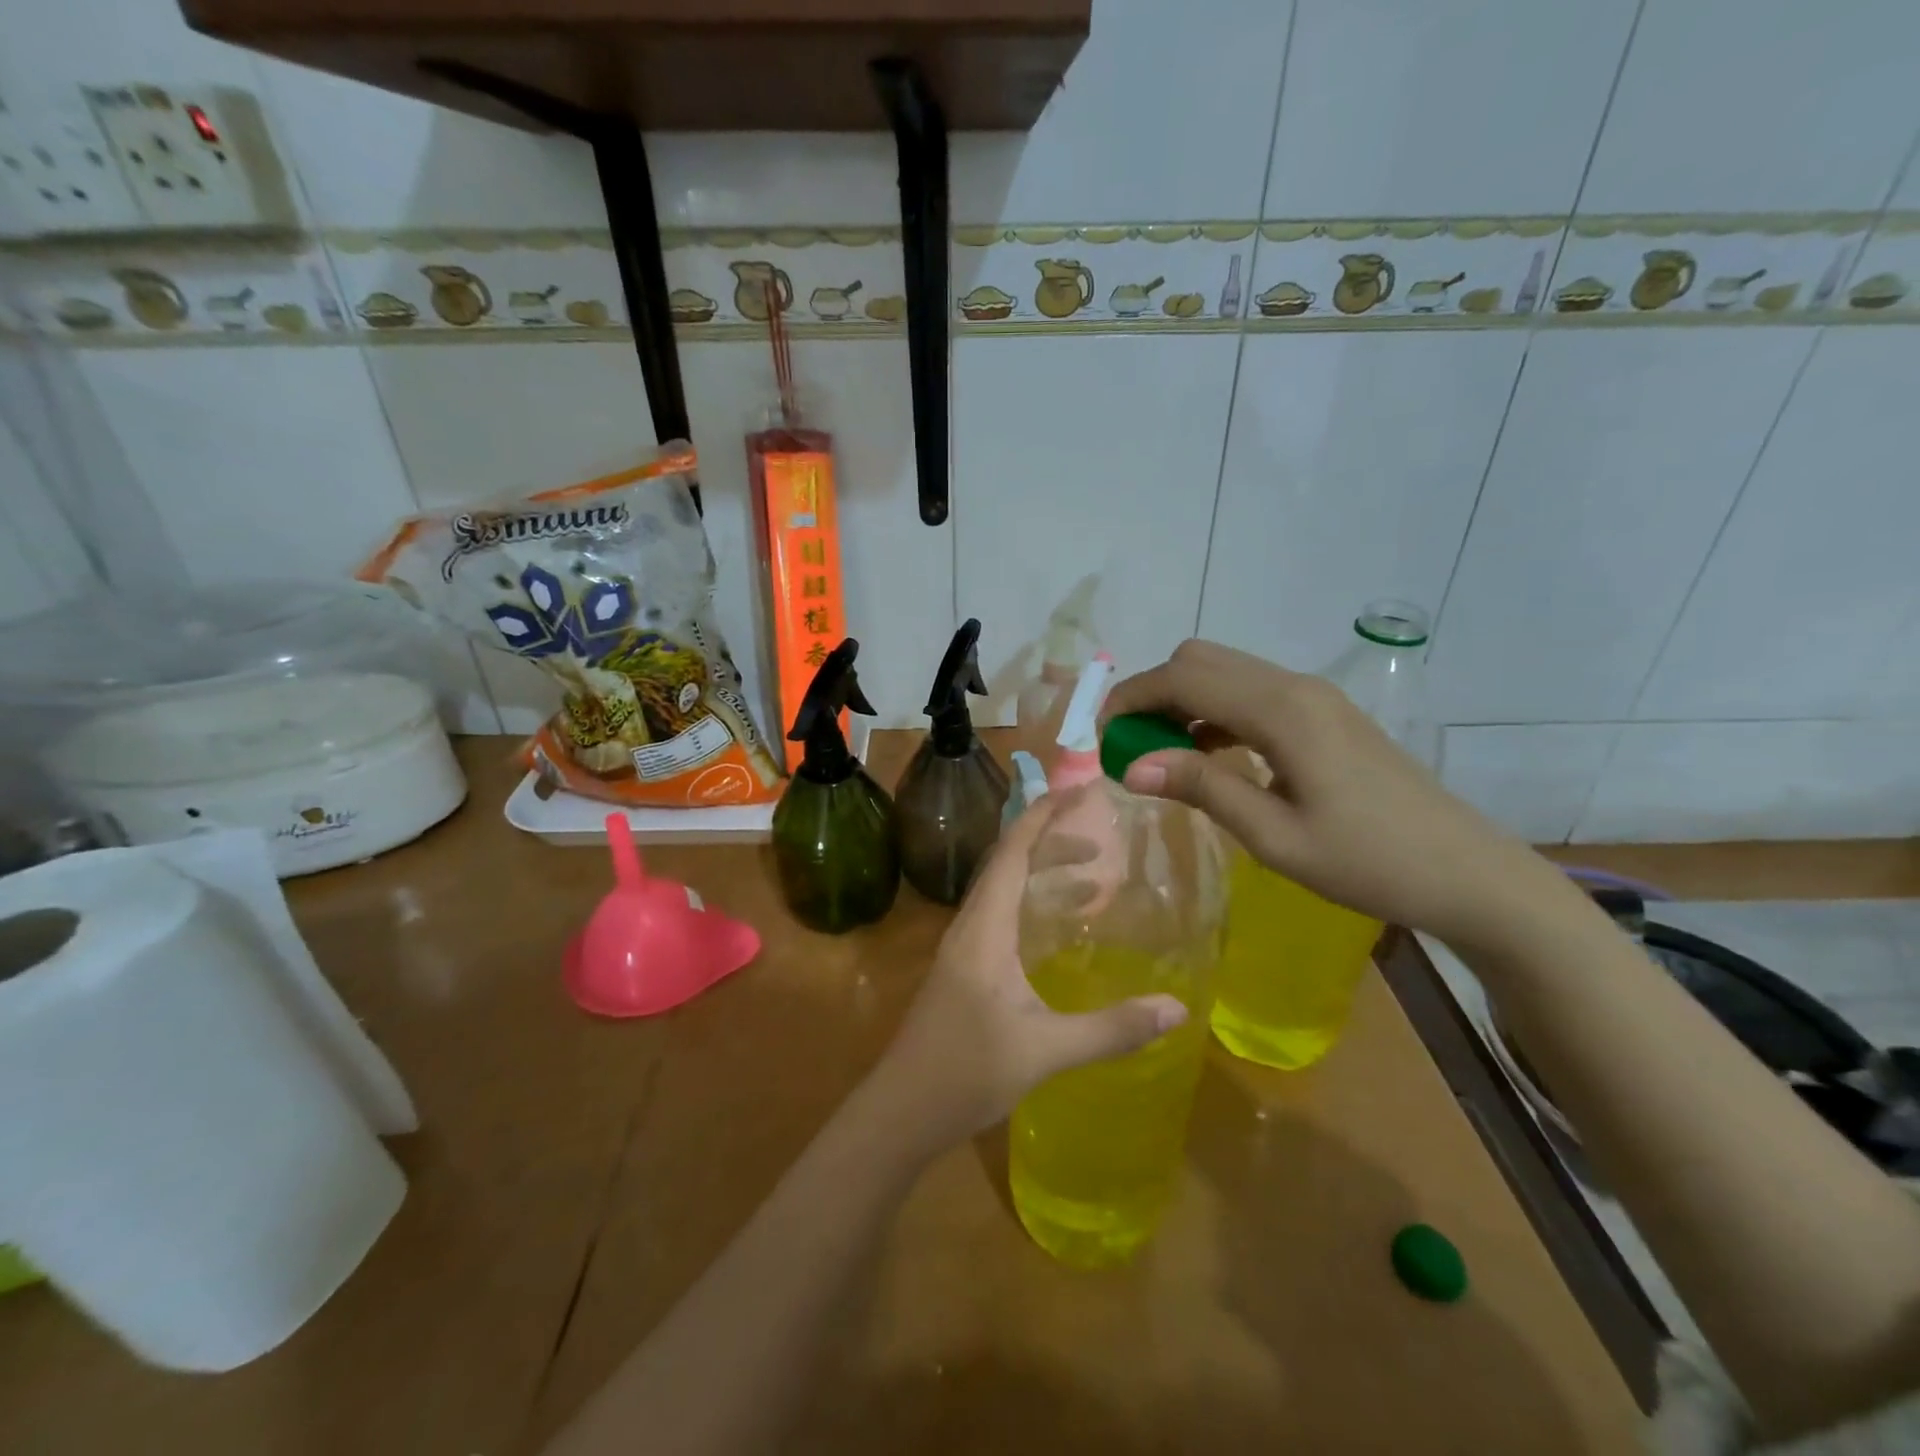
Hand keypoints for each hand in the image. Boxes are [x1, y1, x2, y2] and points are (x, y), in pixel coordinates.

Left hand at [868, 799, 1187, 1152]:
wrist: (900, 1111)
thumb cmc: (966, 1073)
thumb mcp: (1045, 1051)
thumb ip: (1111, 1029)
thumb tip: (1177, 1008)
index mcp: (984, 928)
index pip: (1013, 852)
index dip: (1044, 816)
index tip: (1080, 792)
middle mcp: (970, 926)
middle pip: (1009, 863)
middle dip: (1052, 843)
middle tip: (1102, 846)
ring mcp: (962, 948)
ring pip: (1004, 891)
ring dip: (1043, 876)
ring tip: (1093, 882)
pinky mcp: (963, 969)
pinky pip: (1000, 916)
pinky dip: (1031, 906)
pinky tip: (1056, 932)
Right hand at [1103, 639, 1565, 950]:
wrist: (1466, 872)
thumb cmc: (1369, 862)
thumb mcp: (1274, 836)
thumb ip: (1202, 788)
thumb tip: (1131, 764)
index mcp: (1281, 711)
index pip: (1183, 677)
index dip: (1130, 698)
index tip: (1098, 736)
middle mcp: (1294, 686)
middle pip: (1200, 659)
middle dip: (1152, 693)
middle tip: (1129, 746)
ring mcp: (1313, 696)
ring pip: (1224, 672)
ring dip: (1181, 701)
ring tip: (1159, 755)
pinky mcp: (1323, 714)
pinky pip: (1250, 693)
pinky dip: (1213, 712)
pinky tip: (1207, 756)